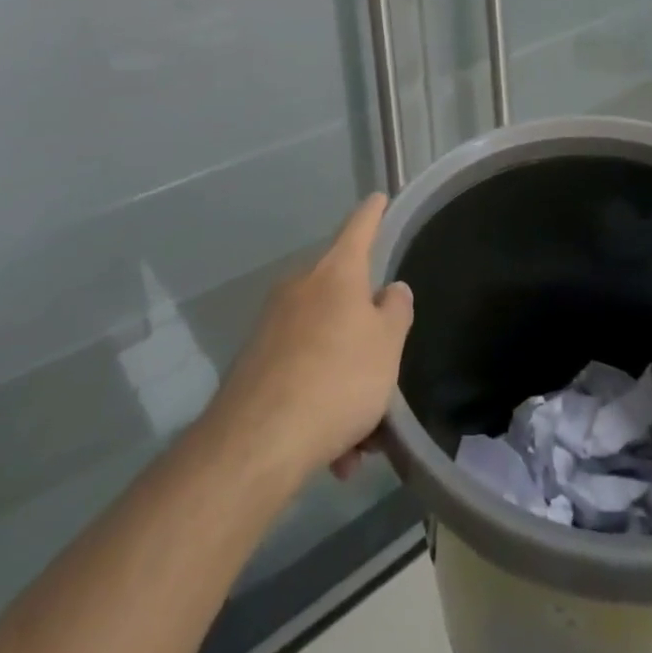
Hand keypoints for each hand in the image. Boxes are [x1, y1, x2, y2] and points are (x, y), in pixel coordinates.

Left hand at [208, 195, 413, 484]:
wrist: (257, 443)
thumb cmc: (338, 379)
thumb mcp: (387, 345)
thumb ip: (396, 311)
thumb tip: (390, 290)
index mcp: (336, 272)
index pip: (359, 227)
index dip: (373, 213)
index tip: (379, 197)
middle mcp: (301, 288)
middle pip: (344, 300)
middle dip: (366, 339)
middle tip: (385, 377)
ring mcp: (273, 325)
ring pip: (325, 347)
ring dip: (347, 386)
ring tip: (363, 442)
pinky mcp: (255, 365)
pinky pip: (302, 375)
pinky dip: (322, 405)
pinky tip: (335, 455)